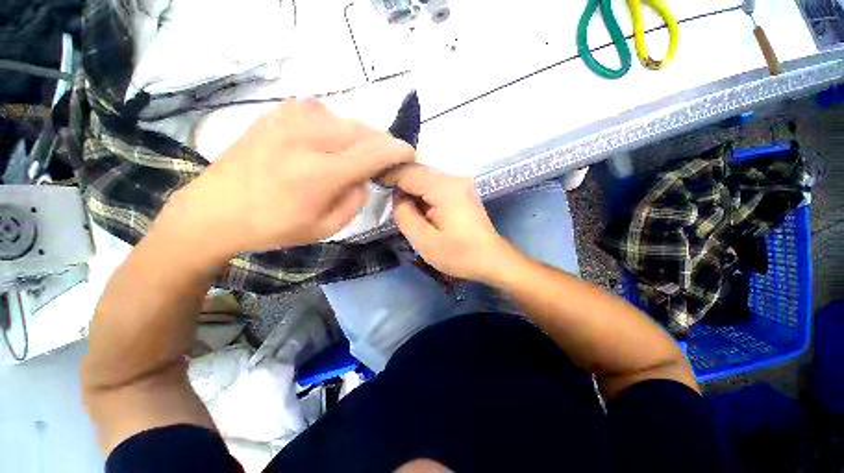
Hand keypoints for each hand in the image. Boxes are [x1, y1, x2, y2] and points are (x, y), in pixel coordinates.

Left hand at [165, 98, 415, 257]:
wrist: (214, 210)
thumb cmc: (273, 227)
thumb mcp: (326, 228)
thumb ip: (355, 201)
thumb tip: (364, 178)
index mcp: (321, 173)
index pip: (374, 153)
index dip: (397, 151)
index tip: (410, 153)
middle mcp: (307, 138)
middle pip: (362, 131)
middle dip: (381, 143)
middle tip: (386, 157)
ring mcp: (288, 120)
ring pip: (344, 119)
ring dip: (360, 135)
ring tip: (359, 152)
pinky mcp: (276, 114)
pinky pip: (321, 112)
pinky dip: (336, 125)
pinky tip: (331, 140)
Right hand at [382, 164, 513, 281]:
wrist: (492, 260)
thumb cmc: (459, 254)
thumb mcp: (424, 241)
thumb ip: (405, 215)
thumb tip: (398, 197)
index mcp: (444, 188)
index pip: (408, 171)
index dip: (388, 175)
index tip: (372, 183)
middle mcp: (453, 178)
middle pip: (417, 171)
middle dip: (399, 182)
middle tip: (384, 197)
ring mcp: (460, 183)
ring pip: (425, 178)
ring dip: (411, 189)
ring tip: (400, 205)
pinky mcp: (462, 191)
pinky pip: (435, 186)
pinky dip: (422, 193)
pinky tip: (417, 207)